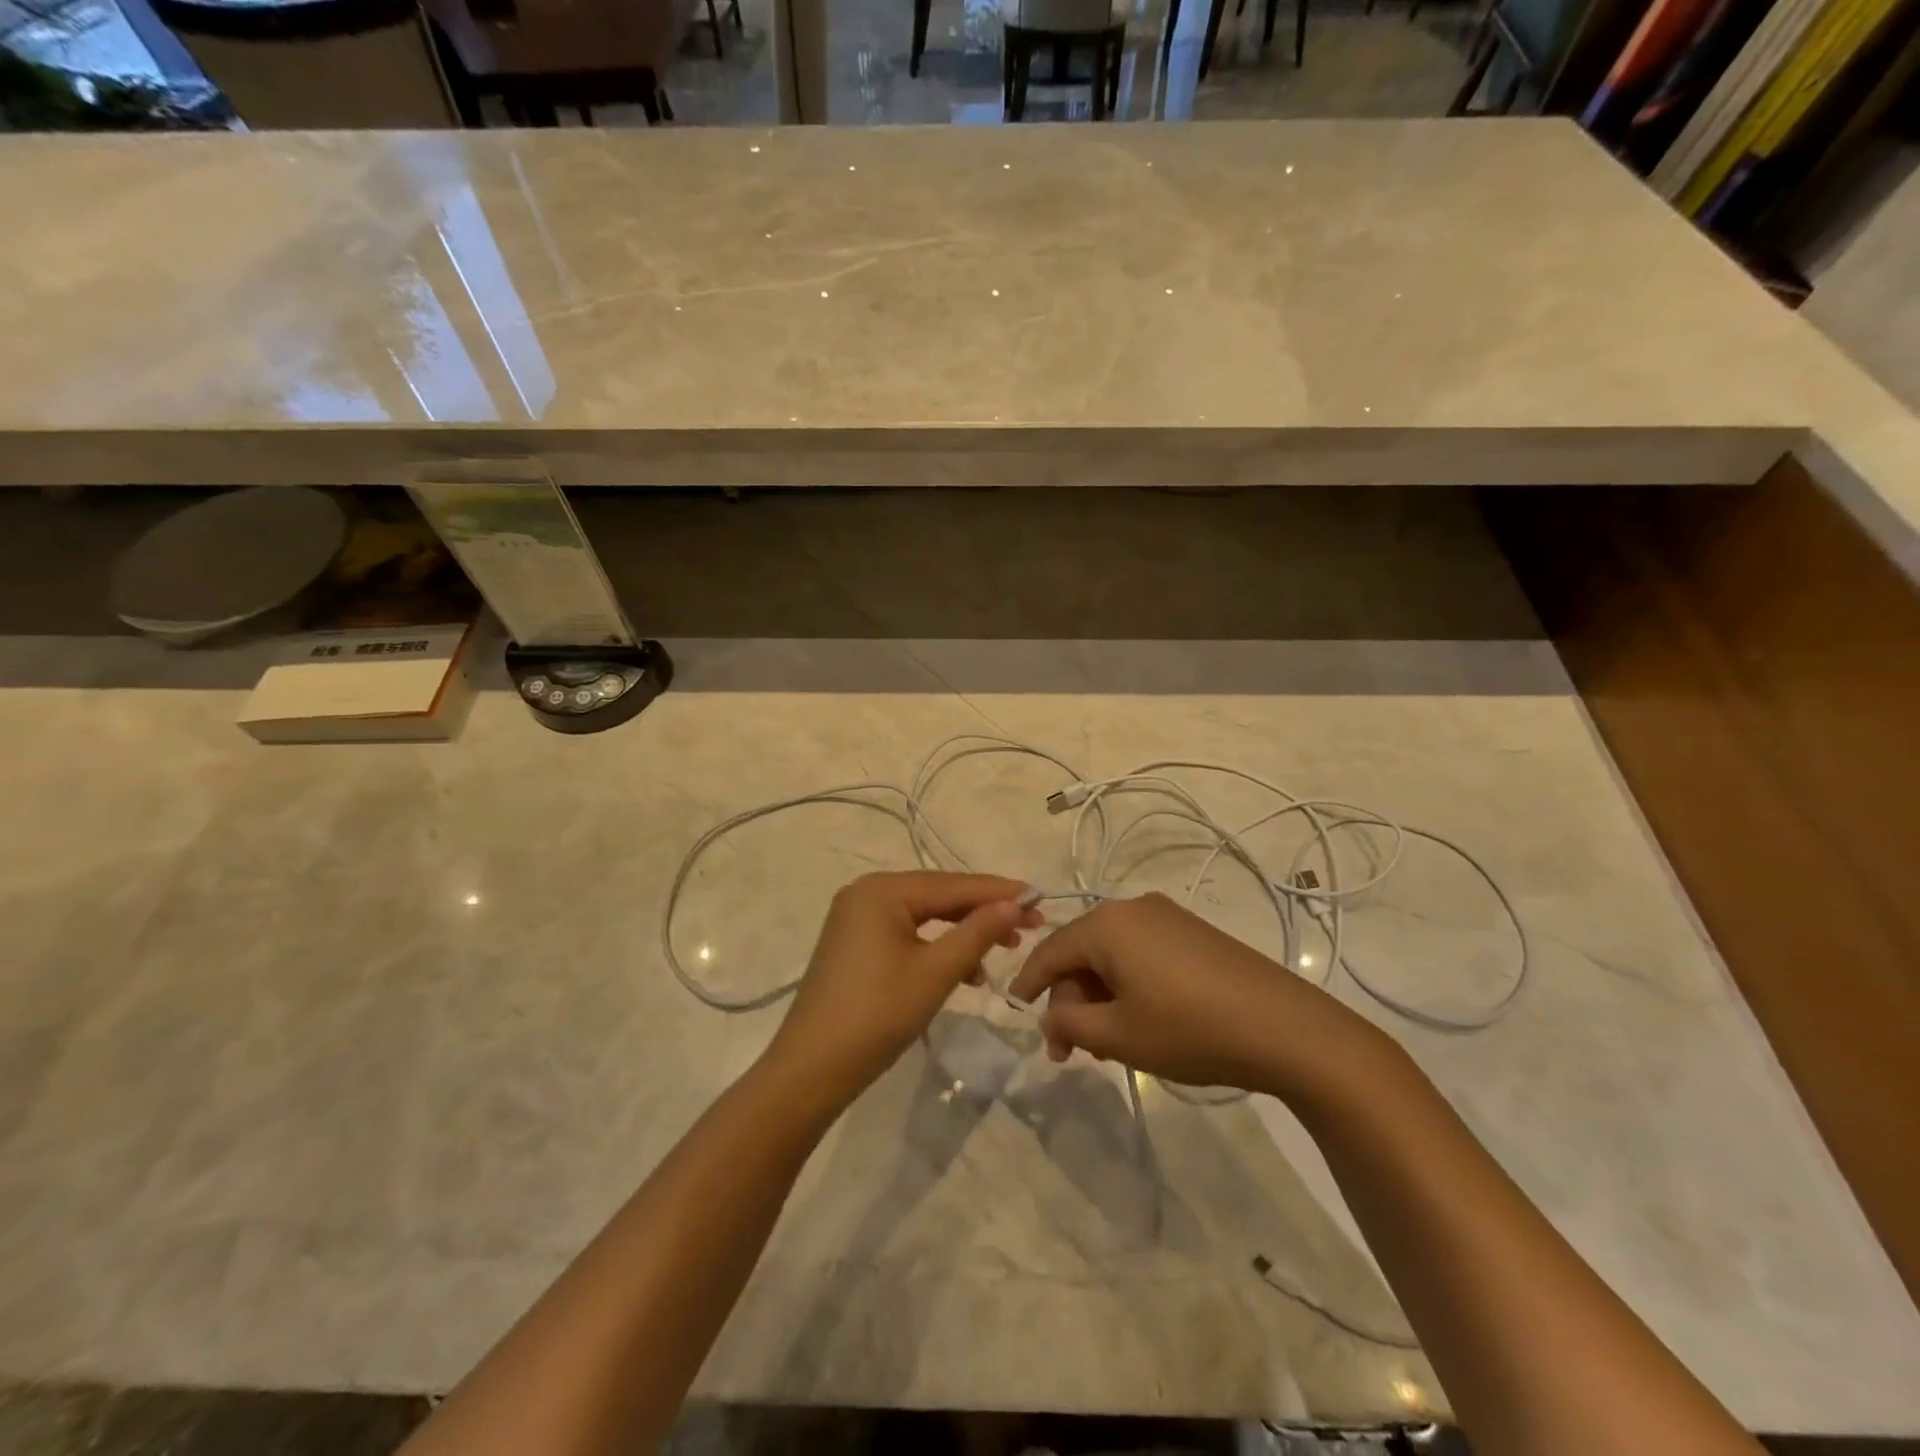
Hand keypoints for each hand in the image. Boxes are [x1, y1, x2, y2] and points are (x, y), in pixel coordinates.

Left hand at [763, 872, 1041, 1108]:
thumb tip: (1015, 903)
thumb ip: (978, 932)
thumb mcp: (936, 972)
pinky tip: (964, 970)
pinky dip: (936, 947)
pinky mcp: (854, 944)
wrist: (811, 1069)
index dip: (999, 892)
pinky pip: (906, 933)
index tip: (1040, 898)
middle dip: (983, 912)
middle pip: (938, 896)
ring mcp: (856, 919)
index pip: (953, 884)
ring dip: (962, 932)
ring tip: (1003, 949)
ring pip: (924, 916)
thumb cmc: (878, 1014)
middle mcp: (866, 893)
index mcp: (882, 890)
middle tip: (1030, 926)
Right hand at [1007, 892, 1377, 1098]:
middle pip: (1081, 952)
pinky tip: (1139, 1019)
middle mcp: (1132, 908)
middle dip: (1070, 999)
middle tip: (1070, 1051)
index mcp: (1106, 924)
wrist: (1285, 1027)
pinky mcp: (1192, 931)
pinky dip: (1127, 983)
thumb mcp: (1118, 1035)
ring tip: (1106, 1042)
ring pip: (1112, 954)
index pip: (1050, 951)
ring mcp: (1166, 916)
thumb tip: (1049, 1014)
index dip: (1029, 983)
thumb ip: (1069, 1023)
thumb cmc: (1189, 1030)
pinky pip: (1141, 952)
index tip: (1016, 1011)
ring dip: (1099, 995)